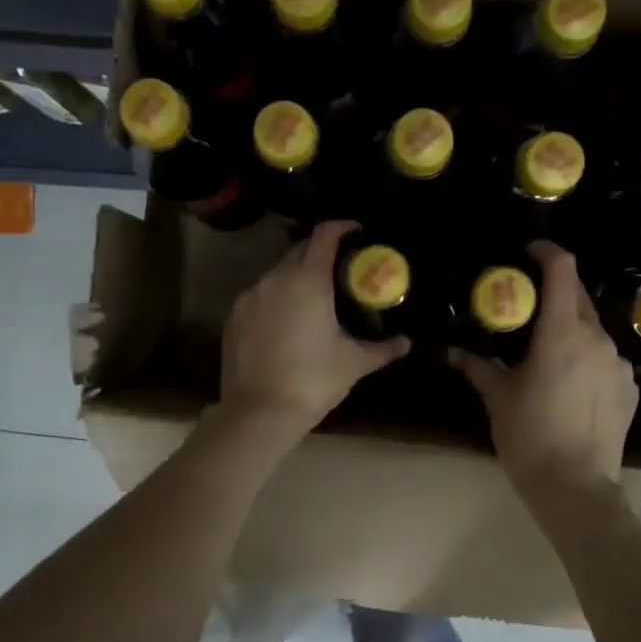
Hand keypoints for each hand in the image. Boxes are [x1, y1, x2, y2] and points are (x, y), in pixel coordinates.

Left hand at [219, 220, 408, 440]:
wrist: (258, 413)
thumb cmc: (312, 381)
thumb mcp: (353, 363)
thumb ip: (382, 348)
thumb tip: (407, 343)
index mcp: (307, 279)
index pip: (325, 235)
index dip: (343, 228)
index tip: (358, 233)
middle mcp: (274, 278)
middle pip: (299, 251)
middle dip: (321, 254)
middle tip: (342, 270)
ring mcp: (249, 297)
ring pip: (277, 275)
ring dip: (297, 278)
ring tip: (316, 299)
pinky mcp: (233, 318)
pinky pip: (260, 297)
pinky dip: (276, 300)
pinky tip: (288, 323)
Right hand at [451, 241, 637, 499]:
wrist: (574, 487)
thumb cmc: (528, 437)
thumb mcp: (497, 399)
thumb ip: (477, 367)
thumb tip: (450, 352)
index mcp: (561, 334)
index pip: (562, 271)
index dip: (547, 252)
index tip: (529, 252)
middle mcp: (596, 339)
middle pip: (579, 298)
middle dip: (555, 293)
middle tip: (528, 308)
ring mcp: (619, 364)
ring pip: (593, 331)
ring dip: (571, 330)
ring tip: (548, 355)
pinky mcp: (630, 388)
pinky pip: (607, 360)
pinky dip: (588, 360)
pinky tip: (571, 386)